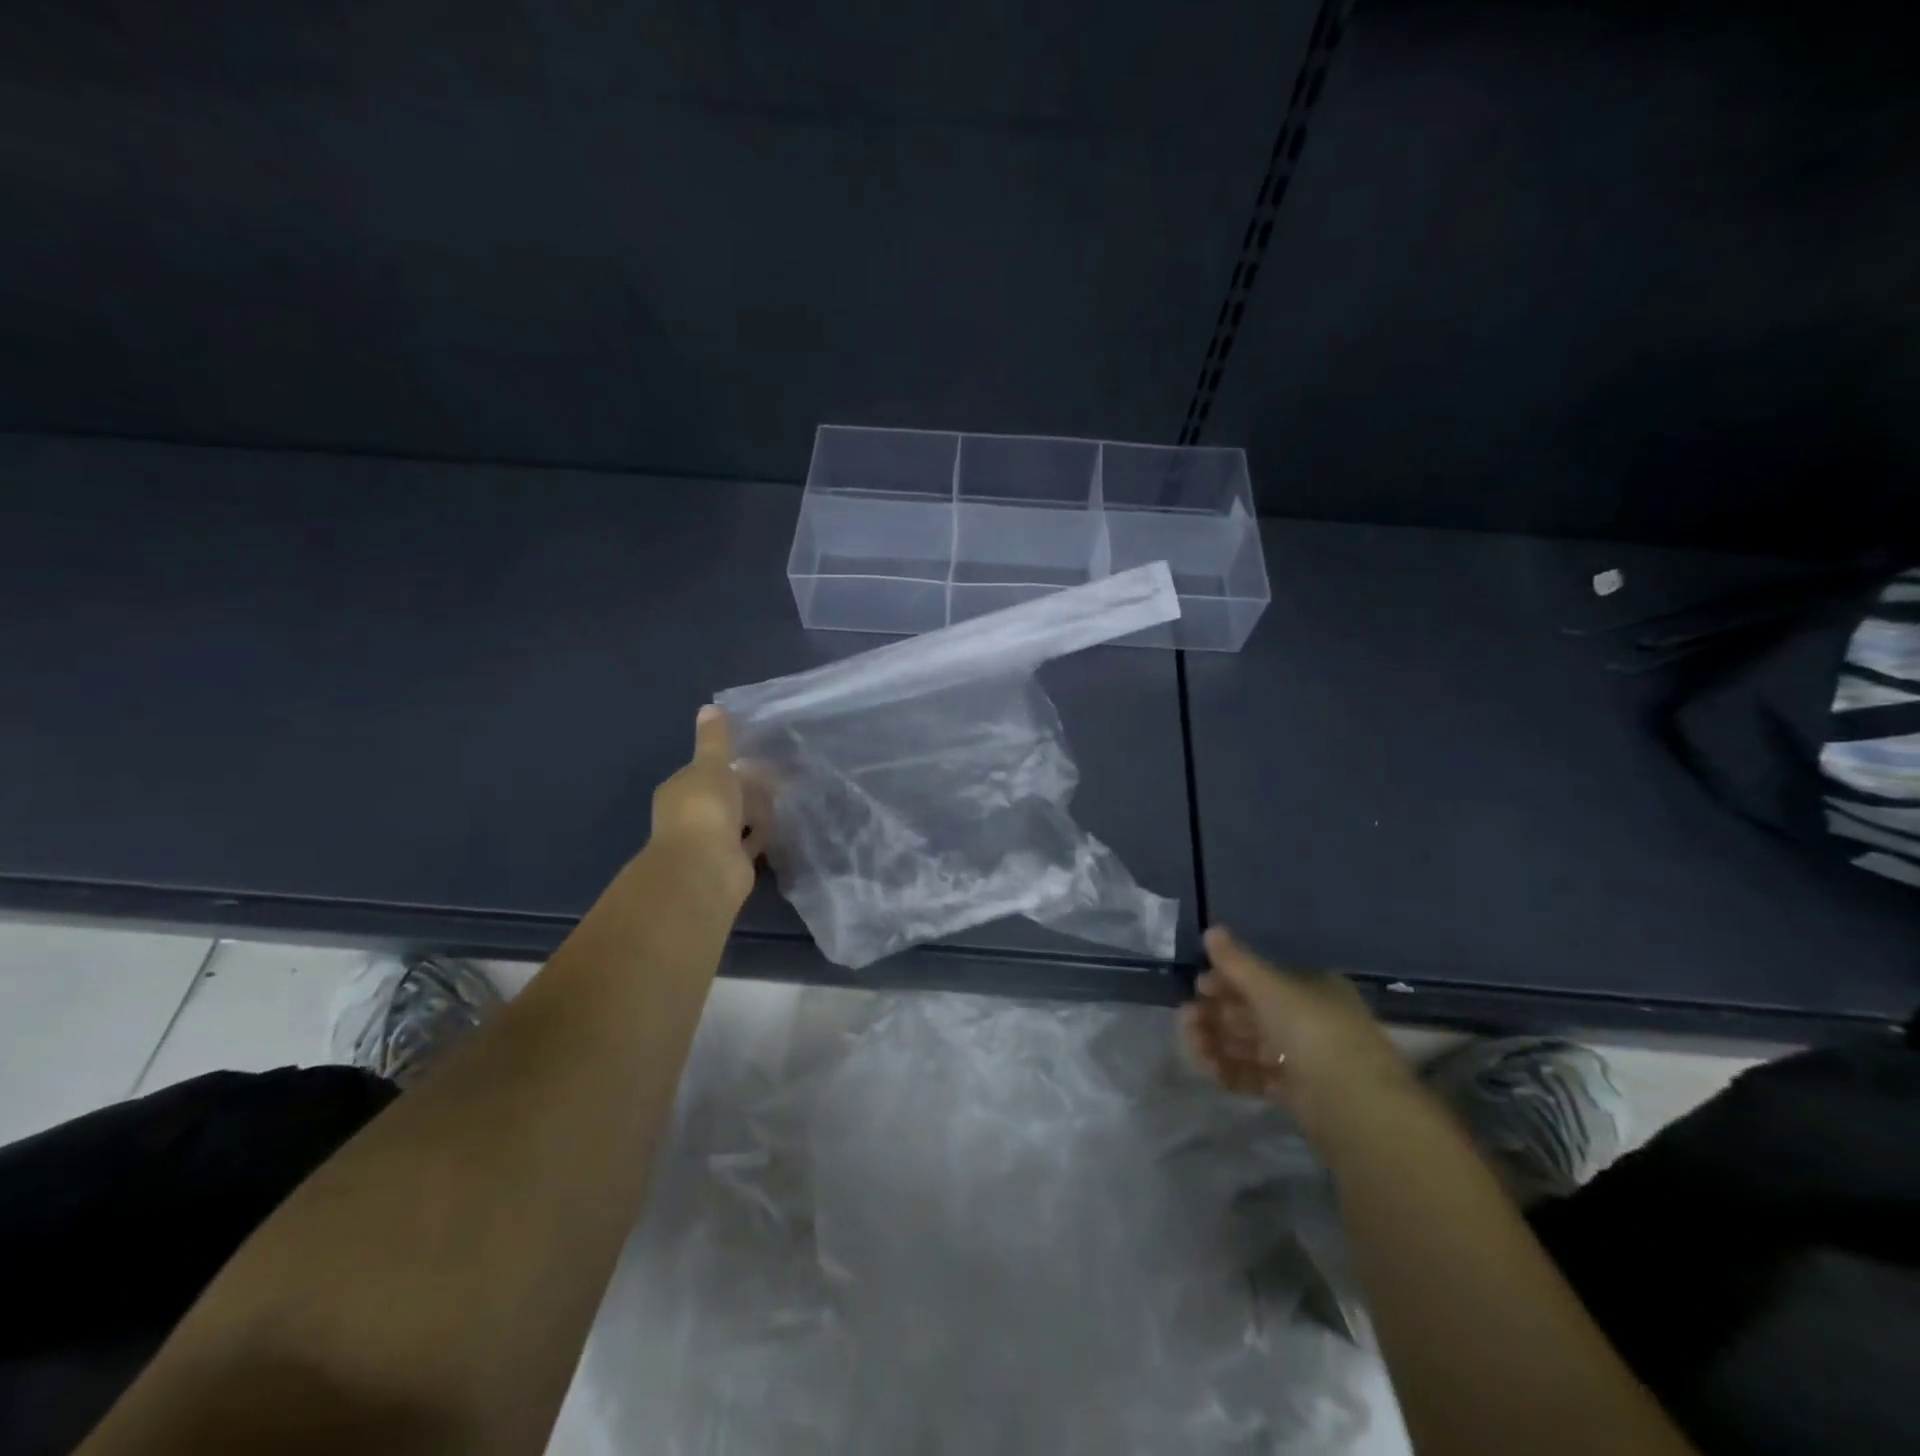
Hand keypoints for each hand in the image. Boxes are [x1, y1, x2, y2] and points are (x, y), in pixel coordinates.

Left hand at [648, 705, 764, 908]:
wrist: (706, 868)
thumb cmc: (705, 810)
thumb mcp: (712, 765)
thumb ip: (715, 740)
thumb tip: (709, 707)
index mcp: (680, 790)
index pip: (706, 771)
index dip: (730, 764)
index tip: (758, 758)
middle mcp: (691, 815)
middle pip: (724, 795)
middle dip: (747, 788)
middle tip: (780, 778)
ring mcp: (710, 840)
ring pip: (738, 819)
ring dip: (756, 812)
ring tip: (785, 798)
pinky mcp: (730, 861)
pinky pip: (749, 842)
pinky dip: (761, 834)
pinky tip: (780, 826)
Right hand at [1180, 926, 1414, 1134]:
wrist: (1353, 1102)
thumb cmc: (1312, 1029)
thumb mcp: (1270, 986)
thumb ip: (1236, 961)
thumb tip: (1211, 929)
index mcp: (1310, 987)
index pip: (1261, 979)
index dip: (1226, 981)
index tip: (1198, 988)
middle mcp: (1309, 1019)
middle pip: (1252, 1013)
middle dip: (1216, 1015)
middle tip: (1186, 1020)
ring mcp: (1305, 1058)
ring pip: (1252, 1045)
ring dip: (1218, 1044)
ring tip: (1194, 1049)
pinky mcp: (1300, 1093)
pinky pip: (1259, 1076)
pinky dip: (1234, 1072)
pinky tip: (1212, 1071)